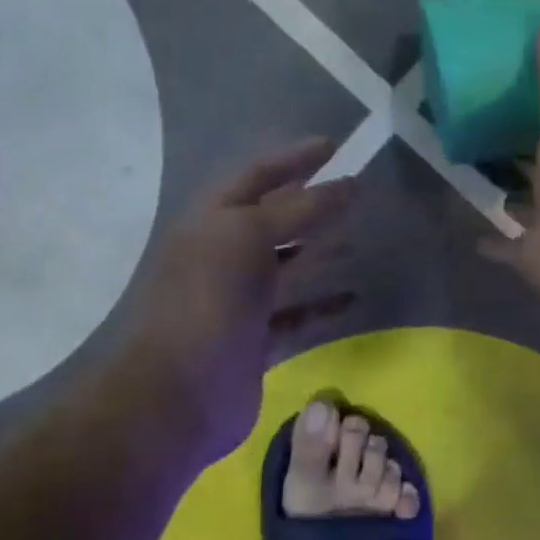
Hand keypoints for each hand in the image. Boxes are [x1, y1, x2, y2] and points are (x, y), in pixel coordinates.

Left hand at [117, 137, 355, 466]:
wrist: (178, 392)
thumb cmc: (208, 300)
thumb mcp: (248, 236)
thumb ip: (300, 208)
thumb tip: (349, 184)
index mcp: (212, 221)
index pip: (256, 175)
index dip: (294, 158)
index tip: (334, 146)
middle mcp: (222, 254)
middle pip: (272, 218)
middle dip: (311, 203)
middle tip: (356, 192)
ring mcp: (238, 299)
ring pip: (286, 265)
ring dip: (320, 251)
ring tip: (360, 240)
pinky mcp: (255, 338)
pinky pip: (296, 312)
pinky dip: (323, 304)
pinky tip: (353, 299)